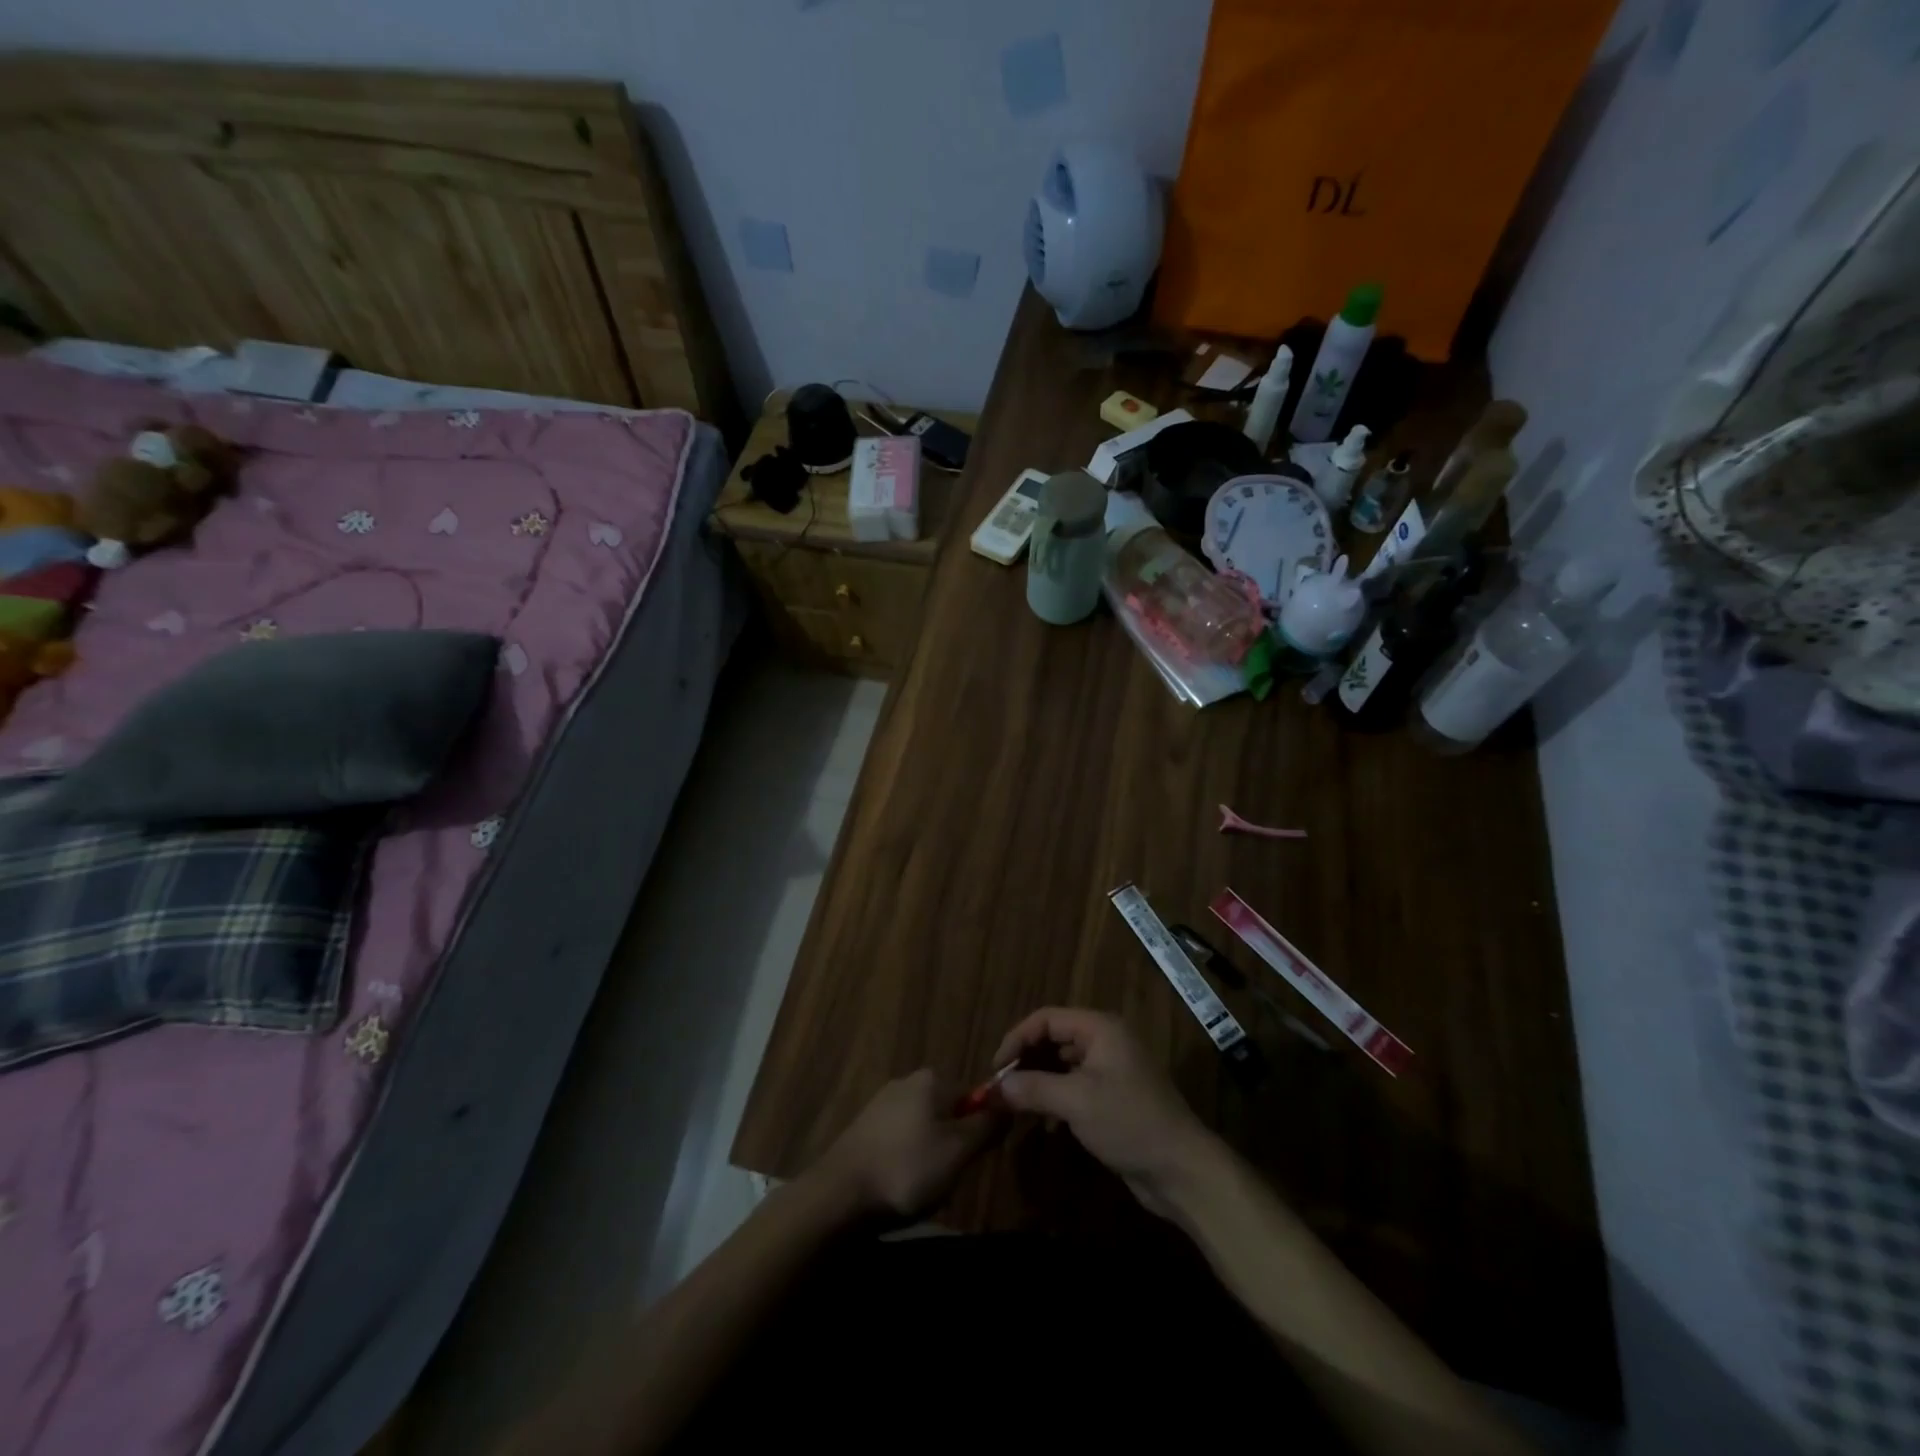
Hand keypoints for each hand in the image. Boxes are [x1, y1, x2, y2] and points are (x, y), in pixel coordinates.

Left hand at [813, 1068, 997, 1220]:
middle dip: (955, 1146)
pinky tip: (900, 1188)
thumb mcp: (959, 1150)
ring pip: (925, 1130)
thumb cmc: (907, 1169)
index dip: (982, 1129)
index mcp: (932, 1079)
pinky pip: (901, 1142)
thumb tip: (1009, 1103)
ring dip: (931, 1158)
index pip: (975, 1096)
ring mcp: (882, 1103)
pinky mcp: (865, 1128)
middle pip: (949, 1113)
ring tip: (924, 1189)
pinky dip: (907, 1163)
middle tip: (950, 1179)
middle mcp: (907, 1081)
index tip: (975, 1160)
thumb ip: (988, 1125)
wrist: (838, 1195)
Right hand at [992, 1007, 1215, 1217]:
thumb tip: (995, 1087)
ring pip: (1062, 1066)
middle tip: (1000, 1089)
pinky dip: (1055, 1099)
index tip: (995, 1069)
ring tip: (1015, 1105)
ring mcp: (1111, 1070)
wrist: (1182, 1170)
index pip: (1046, 1019)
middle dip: (1025, 1062)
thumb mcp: (1076, 1102)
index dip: (1017, 1039)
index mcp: (1100, 1028)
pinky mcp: (1114, 1098)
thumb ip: (1032, 1088)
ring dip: (1038, 1082)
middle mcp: (1106, 1041)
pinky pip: (1074, 1088)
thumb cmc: (1129, 1122)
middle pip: (1054, 1040)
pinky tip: (1043, 1124)